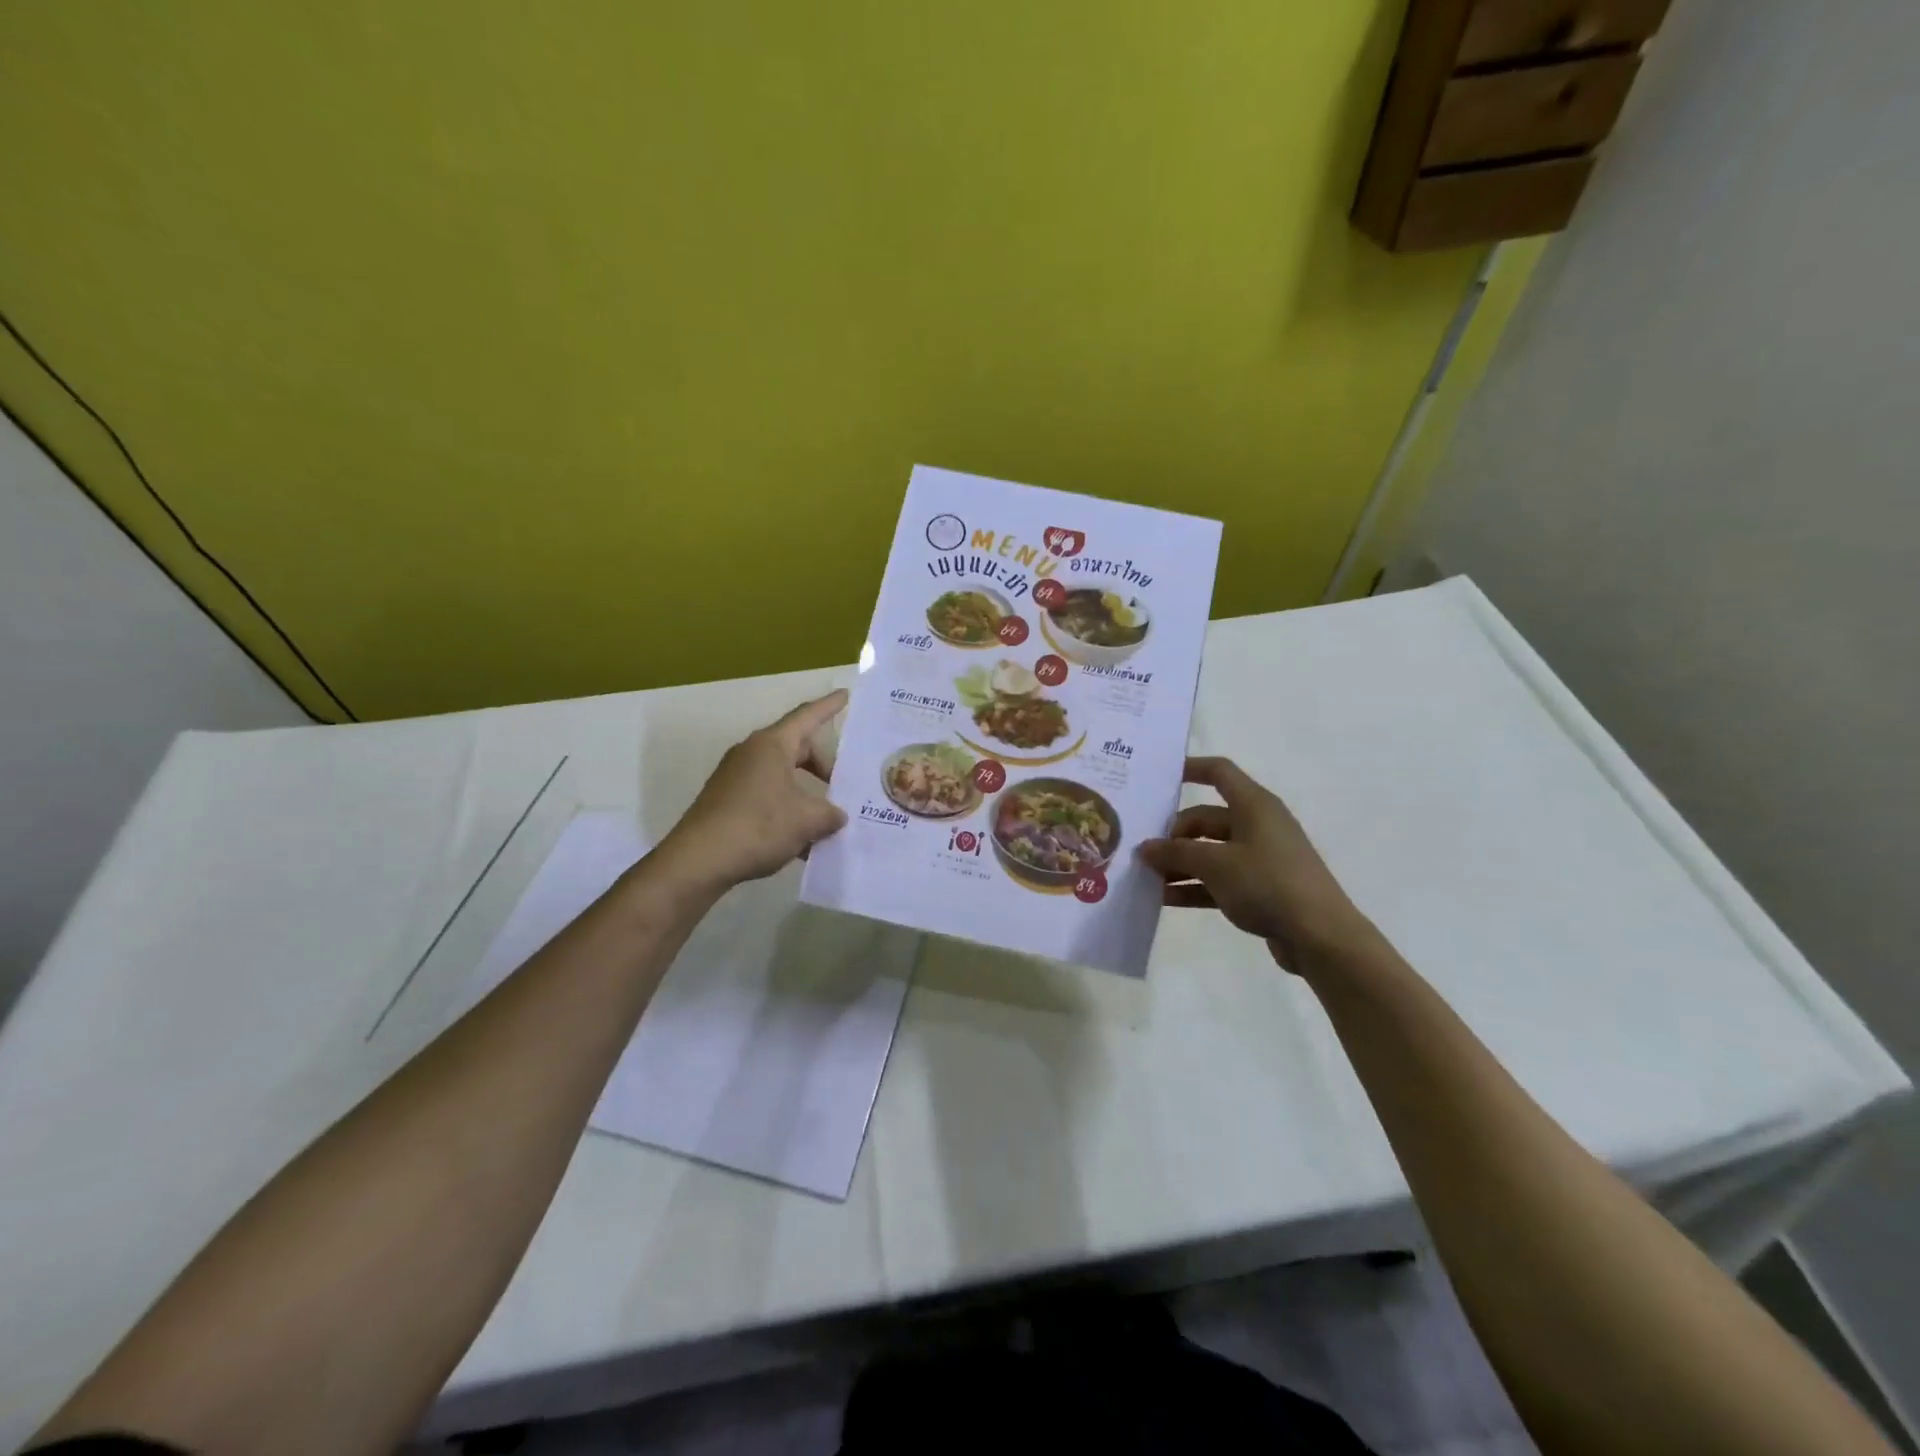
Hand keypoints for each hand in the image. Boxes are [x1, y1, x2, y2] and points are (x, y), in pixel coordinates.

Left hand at [658, 690, 849, 892]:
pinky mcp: (726, 801)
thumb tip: (836, 815)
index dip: (829, 706)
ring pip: (782, 776)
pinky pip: (767, 795)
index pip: (807, 716)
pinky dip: (787, 810)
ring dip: (806, 794)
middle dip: (823, 767)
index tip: (845, 694)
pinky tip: (800, 842)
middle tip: (844, 786)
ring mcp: (736, 777)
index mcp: (772, 745)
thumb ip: (830, 814)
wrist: (698, 861)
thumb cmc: (758, 827)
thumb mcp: (807, 821)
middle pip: (797, 749)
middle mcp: (752, 753)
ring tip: (826, 820)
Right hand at [1137, 757, 1370, 971]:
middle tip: (1143, 852)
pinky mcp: (1261, 888)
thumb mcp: (1215, 864)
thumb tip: (1145, 847)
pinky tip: (1165, 899)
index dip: (1190, 769)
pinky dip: (1194, 886)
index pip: (1219, 773)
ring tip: (1146, 878)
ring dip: (1179, 864)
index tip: (1157, 778)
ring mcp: (1260, 858)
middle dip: (1173, 835)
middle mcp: (1257, 825)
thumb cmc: (1267, 884)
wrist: (1320, 936)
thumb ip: (1176, 852)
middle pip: (1206, 818)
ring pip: (1210, 852)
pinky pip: (1219, 879)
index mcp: (1253, 806)